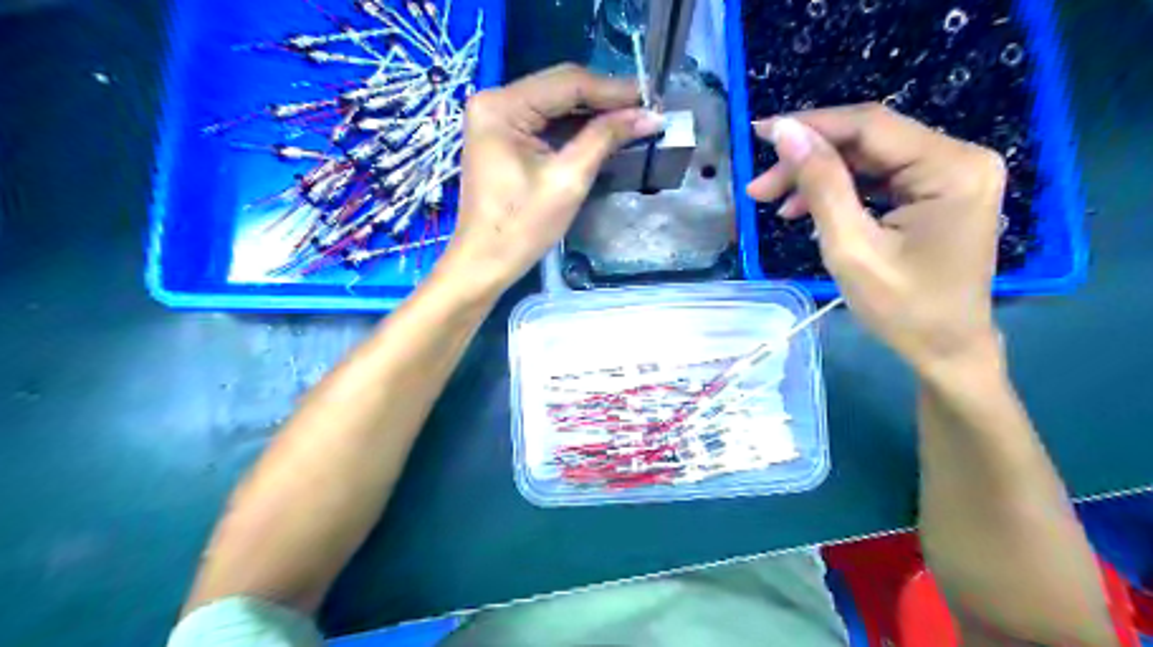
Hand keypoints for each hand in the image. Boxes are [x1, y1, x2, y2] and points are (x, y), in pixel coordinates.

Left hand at [439, 60, 662, 298]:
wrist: (485, 262)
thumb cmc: (522, 227)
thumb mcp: (568, 180)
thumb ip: (605, 139)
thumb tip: (649, 115)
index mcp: (502, 106)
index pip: (567, 83)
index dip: (613, 90)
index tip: (651, 97)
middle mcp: (494, 101)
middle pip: (560, 88)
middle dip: (604, 99)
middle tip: (647, 108)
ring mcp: (496, 118)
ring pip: (555, 104)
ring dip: (593, 112)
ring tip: (633, 118)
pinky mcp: (502, 136)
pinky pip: (545, 122)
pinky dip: (575, 127)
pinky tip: (604, 130)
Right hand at [754, 105, 1006, 370]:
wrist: (945, 349)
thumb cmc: (902, 308)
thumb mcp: (851, 247)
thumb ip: (820, 184)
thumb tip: (786, 132)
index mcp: (951, 167)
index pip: (870, 126)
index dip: (810, 125)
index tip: (759, 133)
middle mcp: (959, 158)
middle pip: (867, 141)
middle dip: (808, 160)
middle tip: (758, 188)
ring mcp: (950, 174)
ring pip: (867, 159)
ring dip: (818, 177)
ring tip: (774, 203)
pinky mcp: (936, 191)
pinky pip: (877, 178)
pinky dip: (839, 191)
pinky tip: (806, 209)